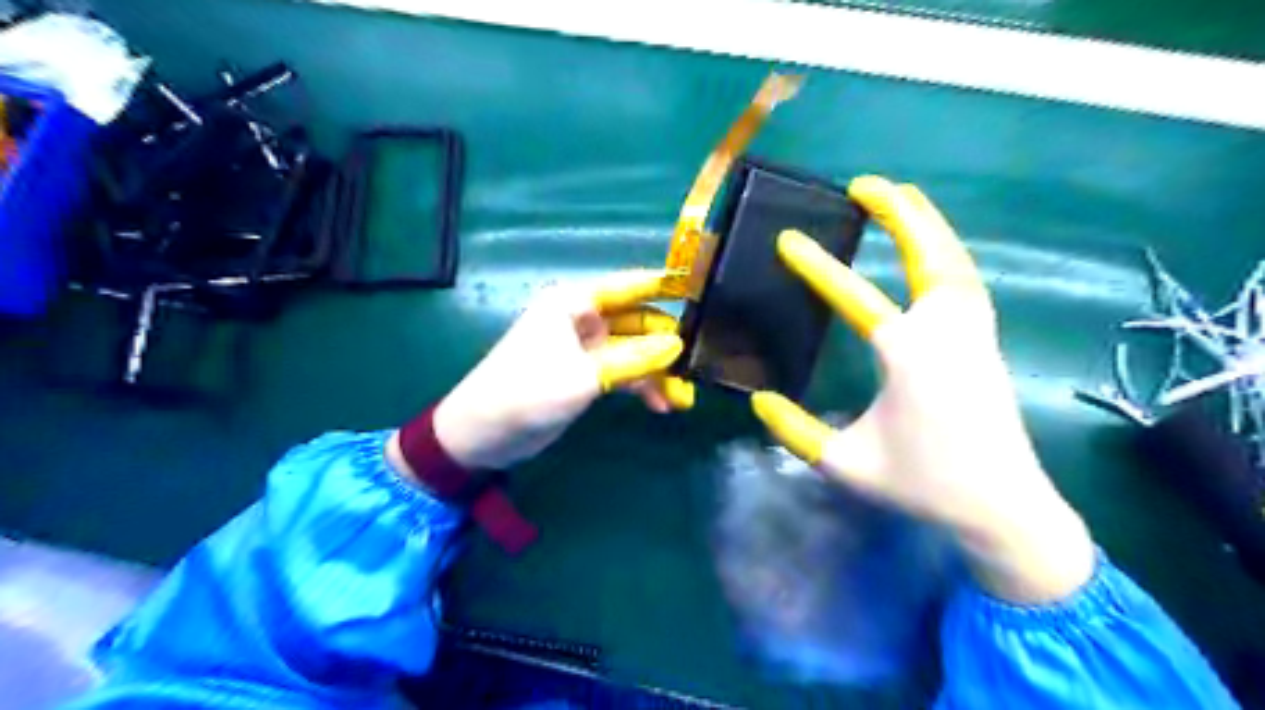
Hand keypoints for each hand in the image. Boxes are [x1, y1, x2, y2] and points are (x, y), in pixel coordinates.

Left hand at [432, 268, 689, 470]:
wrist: (483, 434)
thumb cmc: (528, 391)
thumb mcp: (585, 375)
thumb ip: (634, 359)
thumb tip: (678, 345)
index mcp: (575, 303)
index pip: (630, 285)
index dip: (665, 285)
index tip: (702, 287)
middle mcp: (583, 319)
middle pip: (638, 322)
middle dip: (667, 344)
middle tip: (699, 365)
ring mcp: (585, 349)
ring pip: (634, 351)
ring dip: (658, 372)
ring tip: (683, 400)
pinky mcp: (585, 375)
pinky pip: (623, 373)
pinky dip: (642, 386)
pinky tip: (661, 406)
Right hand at [749, 174, 1096, 600]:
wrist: (1004, 509)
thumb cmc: (922, 485)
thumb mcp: (845, 463)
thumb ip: (795, 431)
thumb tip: (759, 399)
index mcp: (908, 356)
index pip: (856, 297)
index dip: (817, 267)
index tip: (788, 239)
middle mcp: (946, 332)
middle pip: (928, 253)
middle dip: (898, 212)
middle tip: (865, 184)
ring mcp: (974, 334)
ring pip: (956, 260)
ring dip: (929, 224)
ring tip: (902, 199)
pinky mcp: (987, 342)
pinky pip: (967, 280)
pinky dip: (948, 252)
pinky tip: (931, 250)